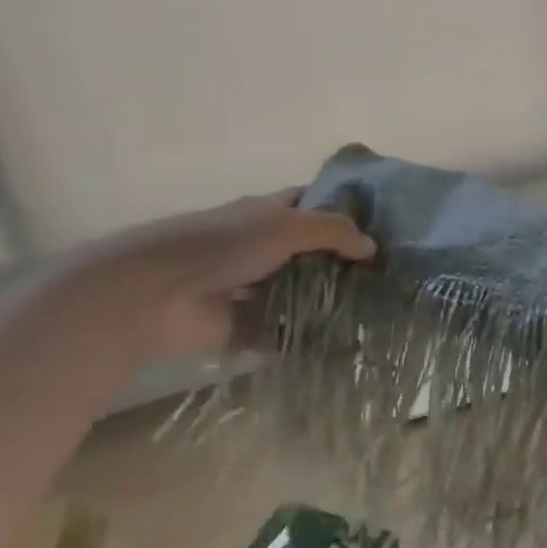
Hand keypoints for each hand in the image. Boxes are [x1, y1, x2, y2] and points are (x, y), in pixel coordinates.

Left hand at [79, 191, 374, 358]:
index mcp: (268, 214)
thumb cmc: (221, 245)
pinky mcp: (246, 327)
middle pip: (312, 252)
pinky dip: (307, 338)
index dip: (345, 210)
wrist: (155, 295)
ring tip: (377, 313)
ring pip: (302, 293)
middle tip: (390, 276)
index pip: (313, 204)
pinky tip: (346, 343)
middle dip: (345, 263)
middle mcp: (263, 248)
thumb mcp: (286, 226)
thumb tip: (372, 247)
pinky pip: (285, 331)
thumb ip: (333, 231)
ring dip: (329, 302)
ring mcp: (255, 289)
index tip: (383, 225)